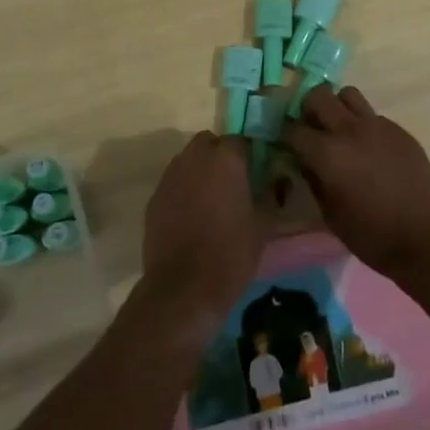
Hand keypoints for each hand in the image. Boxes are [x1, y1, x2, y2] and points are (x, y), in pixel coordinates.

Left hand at [140, 132, 264, 341]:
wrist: (183, 289)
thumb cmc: (230, 254)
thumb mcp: (263, 226)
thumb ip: (269, 195)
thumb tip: (274, 182)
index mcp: (226, 159)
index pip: (240, 140)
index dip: (249, 155)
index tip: (256, 173)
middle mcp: (195, 158)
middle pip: (209, 142)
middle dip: (220, 155)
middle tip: (232, 182)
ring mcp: (171, 177)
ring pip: (188, 160)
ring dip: (200, 171)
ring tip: (211, 200)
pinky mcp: (154, 198)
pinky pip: (173, 183)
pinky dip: (183, 190)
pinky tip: (191, 216)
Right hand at [284, 85, 429, 282]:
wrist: (426, 239)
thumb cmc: (372, 236)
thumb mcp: (331, 215)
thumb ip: (313, 180)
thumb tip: (305, 161)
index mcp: (327, 154)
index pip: (293, 128)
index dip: (285, 134)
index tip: (286, 142)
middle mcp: (349, 130)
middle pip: (318, 95)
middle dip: (308, 109)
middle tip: (311, 128)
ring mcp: (377, 125)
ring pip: (348, 94)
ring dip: (338, 107)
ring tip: (340, 130)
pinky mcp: (399, 130)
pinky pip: (373, 115)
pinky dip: (363, 125)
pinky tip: (370, 149)